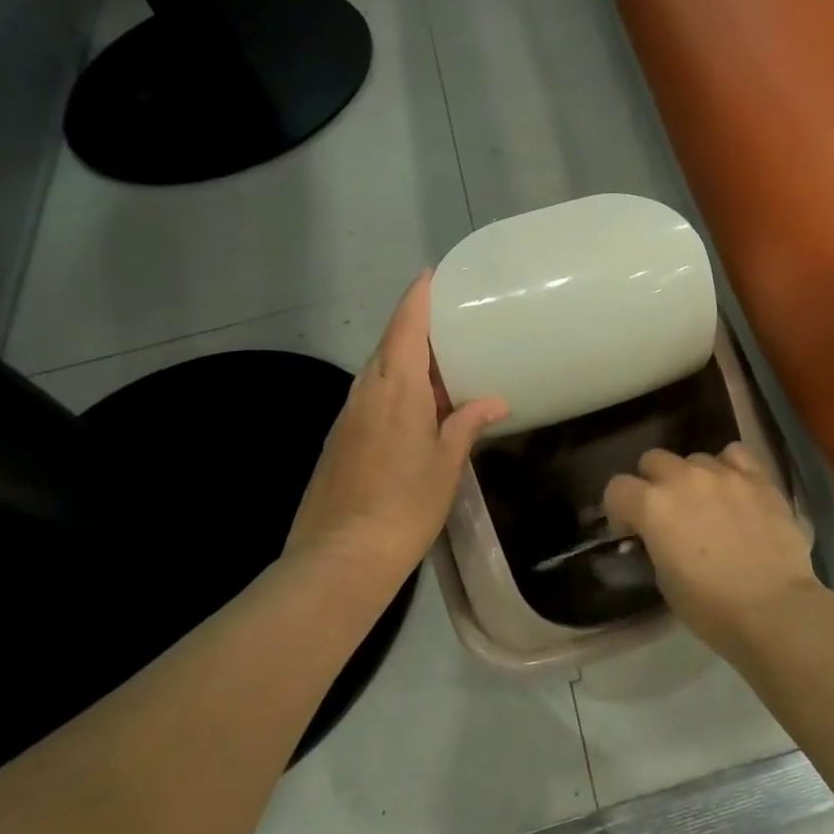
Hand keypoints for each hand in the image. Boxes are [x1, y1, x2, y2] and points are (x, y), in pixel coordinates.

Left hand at [285, 273, 508, 592]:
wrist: (340, 557)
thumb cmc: (404, 506)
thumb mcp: (446, 465)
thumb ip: (467, 425)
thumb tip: (494, 402)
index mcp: (396, 390)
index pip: (405, 328)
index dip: (416, 298)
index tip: (429, 275)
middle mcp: (366, 393)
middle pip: (387, 344)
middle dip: (412, 326)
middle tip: (445, 321)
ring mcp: (347, 416)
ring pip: (376, 371)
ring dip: (401, 358)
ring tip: (435, 361)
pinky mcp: (339, 439)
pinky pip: (368, 395)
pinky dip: (391, 386)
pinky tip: (411, 405)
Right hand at [603, 444, 819, 659]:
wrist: (774, 609)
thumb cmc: (711, 607)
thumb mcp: (664, 580)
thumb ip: (655, 543)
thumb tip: (659, 535)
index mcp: (652, 506)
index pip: (617, 488)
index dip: (620, 510)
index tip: (632, 531)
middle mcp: (683, 478)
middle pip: (653, 460)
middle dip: (653, 483)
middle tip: (669, 514)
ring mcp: (723, 473)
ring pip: (694, 459)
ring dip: (693, 479)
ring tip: (709, 505)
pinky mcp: (758, 478)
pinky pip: (735, 455)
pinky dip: (729, 467)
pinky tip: (736, 488)